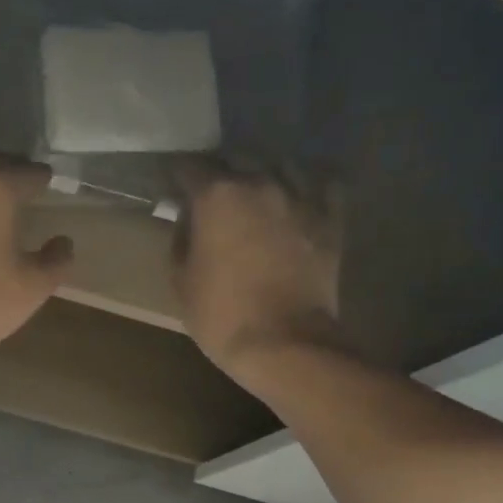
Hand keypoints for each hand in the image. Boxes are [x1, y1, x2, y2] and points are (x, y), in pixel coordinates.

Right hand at [172, 161, 344, 383]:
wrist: (284, 343)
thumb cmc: (221, 315)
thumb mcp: (181, 281)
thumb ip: (180, 239)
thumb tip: (187, 218)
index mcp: (216, 196)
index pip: (189, 167)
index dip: (178, 178)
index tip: (173, 189)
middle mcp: (259, 182)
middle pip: (235, 158)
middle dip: (220, 172)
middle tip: (213, 195)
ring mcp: (300, 196)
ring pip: (279, 165)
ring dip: (263, 174)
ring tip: (257, 192)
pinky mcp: (330, 217)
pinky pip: (321, 184)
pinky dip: (308, 186)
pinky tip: (299, 198)